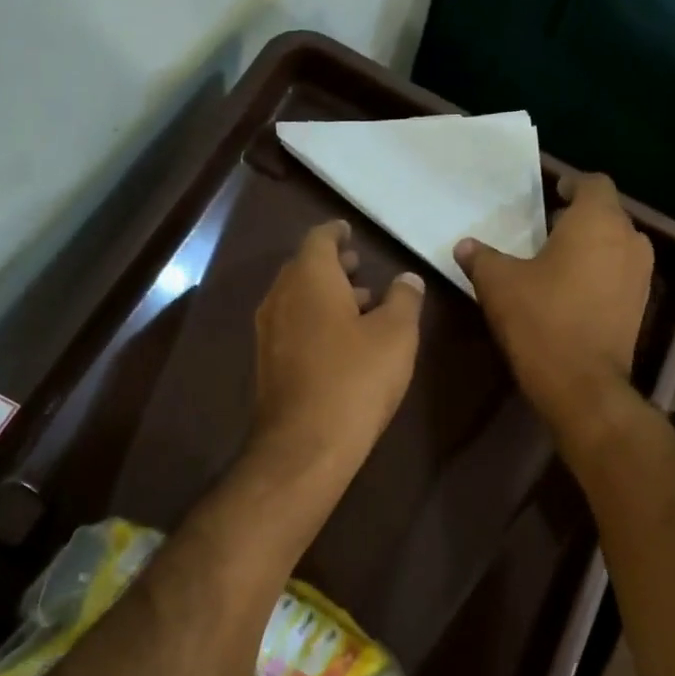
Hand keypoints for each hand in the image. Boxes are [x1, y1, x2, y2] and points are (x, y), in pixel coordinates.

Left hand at [250, 220, 424, 481]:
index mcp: (309, 278)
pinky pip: (292, 326)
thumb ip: (404, 299)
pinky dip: (314, 321)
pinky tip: (340, 342)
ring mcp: (268, 332)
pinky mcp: (267, 363)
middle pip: (304, 268)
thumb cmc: (356, 378)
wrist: (305, 444)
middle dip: (332, 266)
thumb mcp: (396, 335)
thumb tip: (407, 279)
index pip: (319, 239)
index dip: (336, 232)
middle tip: (359, 268)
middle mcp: (280, 297)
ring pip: (297, 299)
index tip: (350, 232)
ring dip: (325, 296)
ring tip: (360, 306)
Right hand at [455, 173, 652, 428]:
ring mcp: (640, 274)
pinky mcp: (640, 305)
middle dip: (578, 217)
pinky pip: (619, 273)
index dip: (571, 183)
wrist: (581, 384)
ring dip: (591, 246)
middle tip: (545, 228)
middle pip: (606, 213)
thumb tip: (464, 245)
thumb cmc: (541, 320)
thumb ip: (481, 258)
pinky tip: (572, 290)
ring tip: (557, 260)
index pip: (593, 182)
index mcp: (597, 221)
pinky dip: (600, 272)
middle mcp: (629, 239)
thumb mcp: (498, 284)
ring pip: (615, 244)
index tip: (550, 193)